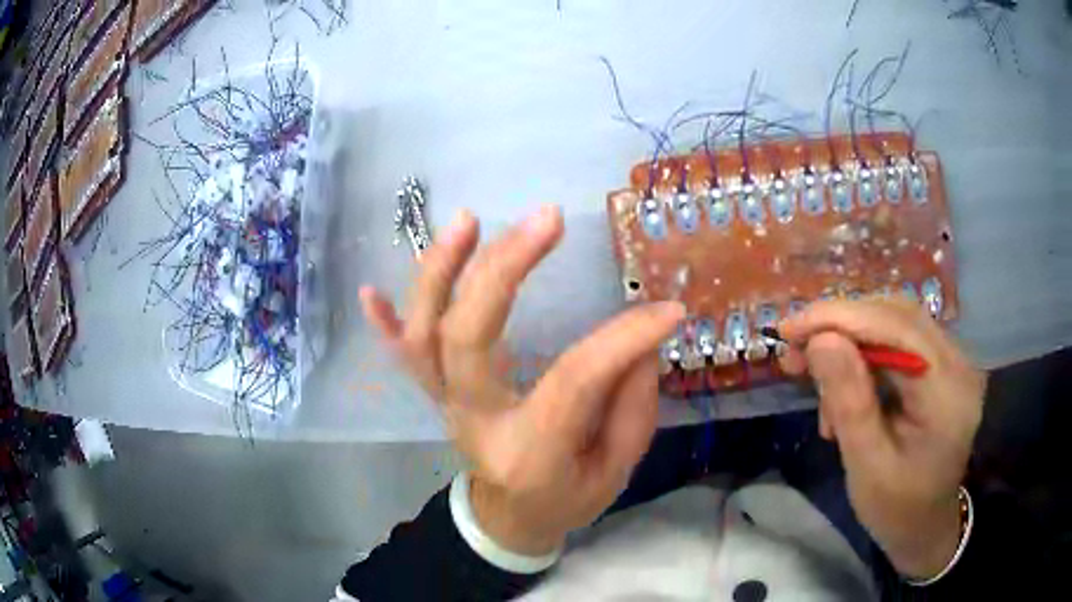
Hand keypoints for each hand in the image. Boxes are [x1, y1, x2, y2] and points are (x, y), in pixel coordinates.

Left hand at [361, 205, 683, 555]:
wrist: (510, 519)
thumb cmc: (567, 498)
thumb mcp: (616, 471)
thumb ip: (633, 407)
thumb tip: (642, 341)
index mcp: (530, 453)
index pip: (575, 379)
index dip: (625, 338)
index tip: (668, 310)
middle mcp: (475, 422)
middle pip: (467, 338)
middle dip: (503, 269)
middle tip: (547, 218)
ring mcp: (445, 404)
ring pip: (424, 335)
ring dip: (439, 272)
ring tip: (467, 219)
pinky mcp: (435, 394)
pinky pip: (401, 356)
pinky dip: (385, 321)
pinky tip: (369, 291)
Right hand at [778, 299, 985, 578]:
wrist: (924, 523)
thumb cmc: (895, 508)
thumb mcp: (866, 465)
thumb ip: (849, 402)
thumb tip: (820, 340)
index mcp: (948, 393)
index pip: (896, 329)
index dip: (841, 318)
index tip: (789, 328)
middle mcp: (958, 362)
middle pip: (896, 316)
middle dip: (841, 326)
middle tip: (795, 350)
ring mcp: (953, 359)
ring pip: (895, 322)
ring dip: (850, 339)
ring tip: (815, 375)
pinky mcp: (942, 363)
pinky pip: (899, 338)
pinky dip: (865, 353)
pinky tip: (845, 384)